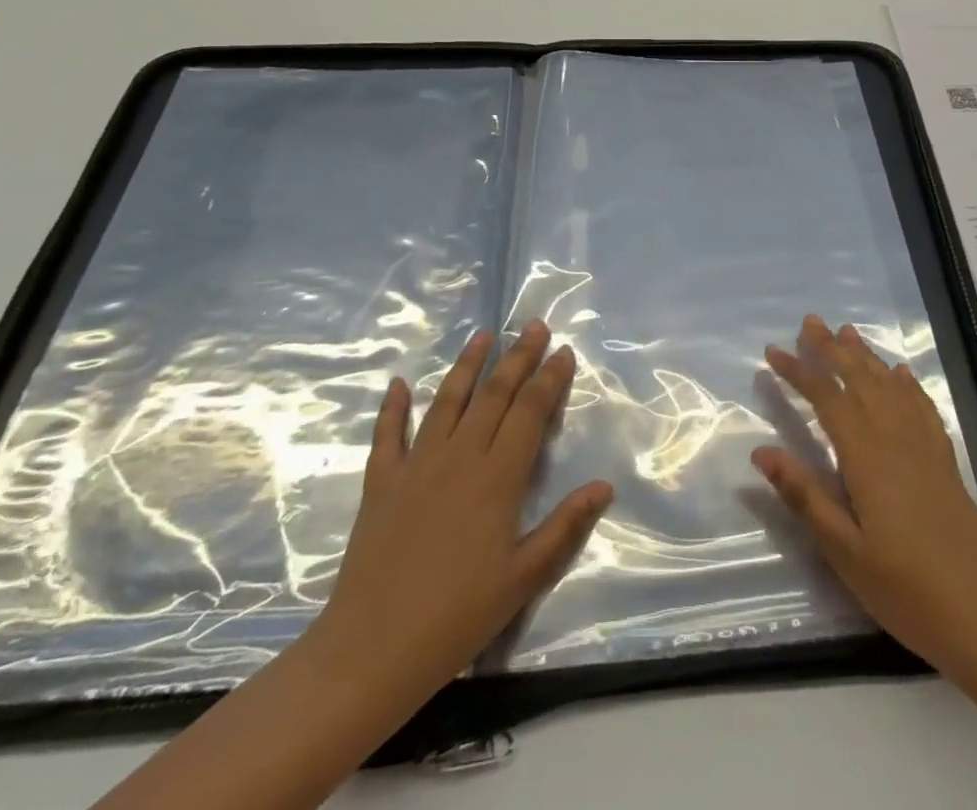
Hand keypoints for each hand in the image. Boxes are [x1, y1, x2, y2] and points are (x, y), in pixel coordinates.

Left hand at [309, 322, 613, 704]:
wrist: (372, 651)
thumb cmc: (458, 616)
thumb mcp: (524, 577)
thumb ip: (565, 526)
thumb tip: (604, 485)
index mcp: (498, 477)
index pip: (530, 411)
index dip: (549, 378)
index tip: (563, 351)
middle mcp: (460, 456)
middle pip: (495, 394)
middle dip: (518, 357)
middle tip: (534, 325)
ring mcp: (417, 465)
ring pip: (447, 401)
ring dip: (467, 365)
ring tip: (483, 334)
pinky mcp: (381, 483)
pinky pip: (387, 434)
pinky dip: (392, 407)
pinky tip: (398, 383)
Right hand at [752, 313, 976, 681]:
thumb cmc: (905, 588)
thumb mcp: (843, 551)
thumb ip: (804, 496)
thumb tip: (761, 451)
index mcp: (867, 457)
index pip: (827, 399)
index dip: (799, 371)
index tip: (773, 352)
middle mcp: (896, 439)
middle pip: (860, 380)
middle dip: (832, 349)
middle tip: (810, 322)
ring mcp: (925, 448)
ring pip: (891, 386)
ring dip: (866, 357)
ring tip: (847, 332)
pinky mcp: (944, 462)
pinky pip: (923, 407)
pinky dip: (908, 384)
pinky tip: (901, 374)